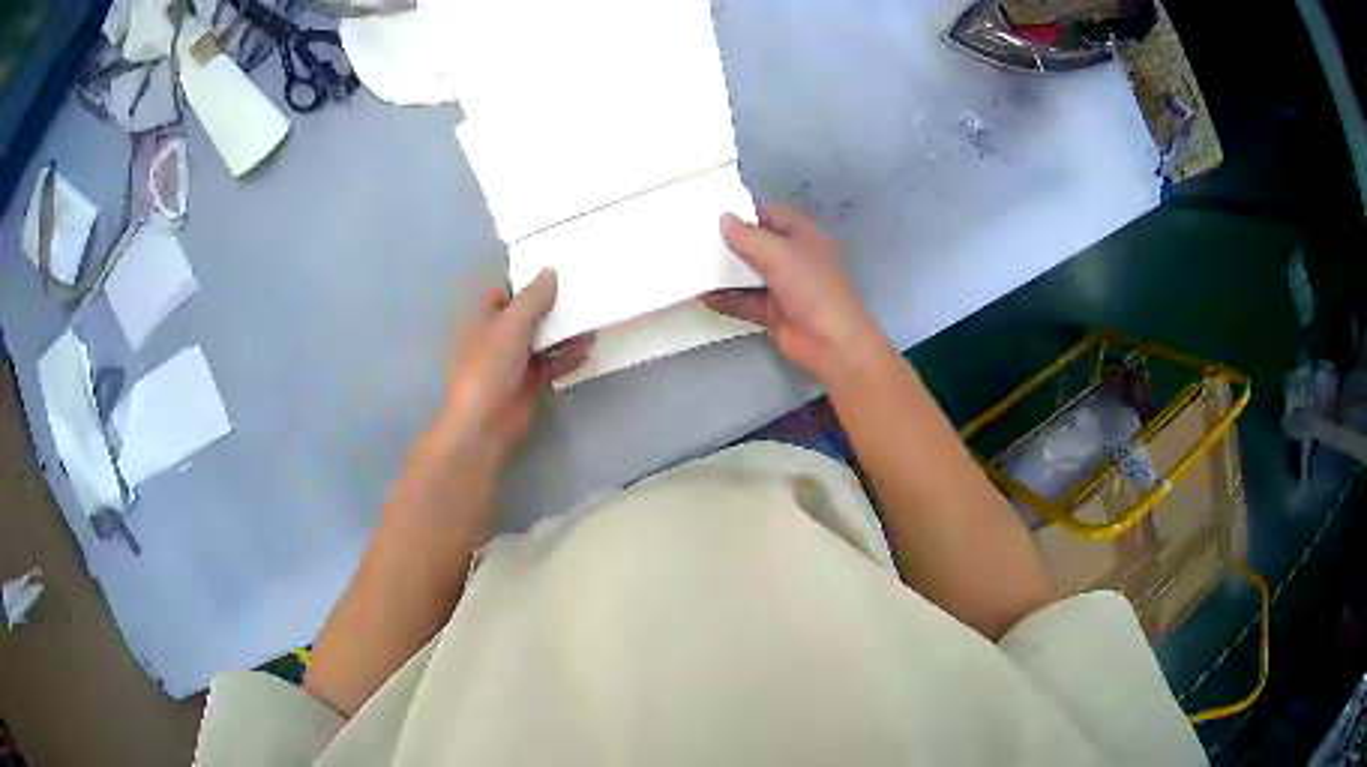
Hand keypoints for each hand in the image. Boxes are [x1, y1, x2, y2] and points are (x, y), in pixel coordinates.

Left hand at [440, 269, 591, 462]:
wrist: (484, 424)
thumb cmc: (489, 368)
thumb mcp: (510, 326)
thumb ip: (531, 299)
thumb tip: (550, 272)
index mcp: (483, 319)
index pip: (504, 291)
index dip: (526, 280)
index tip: (556, 268)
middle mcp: (497, 337)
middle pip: (527, 314)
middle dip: (551, 304)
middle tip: (582, 289)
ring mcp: (513, 361)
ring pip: (541, 339)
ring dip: (563, 331)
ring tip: (592, 315)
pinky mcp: (529, 383)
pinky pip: (551, 364)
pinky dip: (568, 356)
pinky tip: (589, 347)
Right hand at [702, 204, 889, 388]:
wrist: (830, 341)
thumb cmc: (811, 288)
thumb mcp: (779, 254)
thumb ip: (748, 236)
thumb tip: (723, 219)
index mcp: (801, 235)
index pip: (768, 213)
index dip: (743, 210)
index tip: (710, 209)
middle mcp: (791, 256)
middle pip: (754, 243)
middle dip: (727, 241)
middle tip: (692, 235)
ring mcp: (781, 285)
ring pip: (747, 272)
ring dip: (723, 271)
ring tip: (691, 262)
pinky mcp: (771, 311)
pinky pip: (743, 300)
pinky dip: (725, 298)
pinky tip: (701, 294)